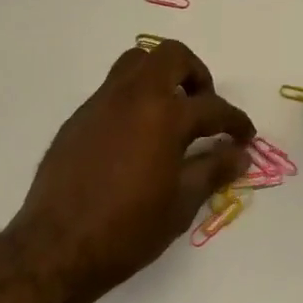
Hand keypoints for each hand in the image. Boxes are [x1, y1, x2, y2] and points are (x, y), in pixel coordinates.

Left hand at [8, 41, 254, 302]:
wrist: (57, 246)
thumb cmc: (127, 230)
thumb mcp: (180, 204)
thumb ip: (212, 170)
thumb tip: (240, 154)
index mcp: (164, 115)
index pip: (212, 107)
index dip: (236, 121)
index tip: (245, 136)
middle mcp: (133, 96)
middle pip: (171, 56)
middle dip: (196, 75)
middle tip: (203, 107)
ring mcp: (101, 102)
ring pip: (136, 62)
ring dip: (161, 76)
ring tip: (171, 112)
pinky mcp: (79, 116)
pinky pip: (113, 88)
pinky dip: (134, 97)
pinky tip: (137, 136)